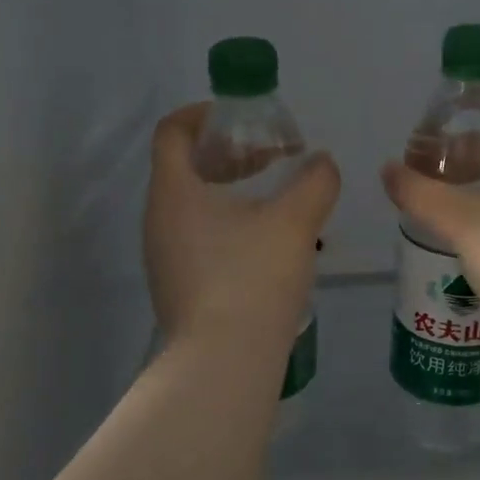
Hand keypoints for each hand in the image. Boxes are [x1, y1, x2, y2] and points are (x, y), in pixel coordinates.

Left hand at [145, 104, 340, 350]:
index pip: (172, 131)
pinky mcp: (176, 285)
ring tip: (276, 198)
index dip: (203, 113)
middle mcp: (157, 219)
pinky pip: (196, 236)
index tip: (241, 117)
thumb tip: (322, 163)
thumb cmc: (251, 279)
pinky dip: (226, 223)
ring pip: (192, 204)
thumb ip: (314, 182)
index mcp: (174, 191)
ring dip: (230, 189)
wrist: (222, 365)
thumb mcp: (294, 223)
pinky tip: (265, 242)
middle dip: (228, 153)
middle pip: (184, 166)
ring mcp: (163, 256)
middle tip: (271, 156)